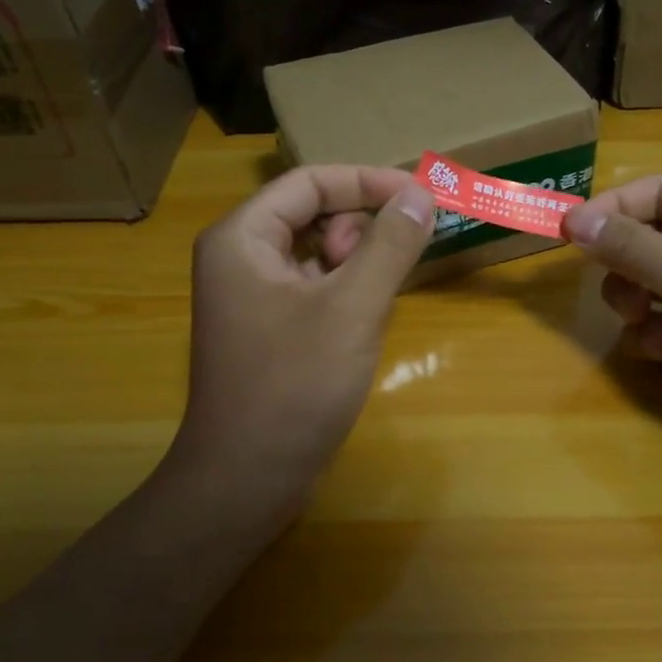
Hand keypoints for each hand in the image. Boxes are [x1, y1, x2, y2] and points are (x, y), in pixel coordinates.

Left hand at [168, 165, 435, 520]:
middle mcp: (239, 258)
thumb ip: (389, 244)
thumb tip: (421, 194)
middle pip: (311, 213)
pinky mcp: (268, 331)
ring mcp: (251, 298)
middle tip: (391, 263)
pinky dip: (346, 292)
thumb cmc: (294, 386)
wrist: (246, 480)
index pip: (310, 182)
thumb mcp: (352, 308)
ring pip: (316, 253)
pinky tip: (364, 322)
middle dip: (360, 226)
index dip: (369, 182)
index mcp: (243, 238)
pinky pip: (314, 288)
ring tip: (376, 300)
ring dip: (357, 262)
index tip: (422, 197)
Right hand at [563, 176, 661, 462]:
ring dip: (633, 300)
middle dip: (625, 264)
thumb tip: (573, 219)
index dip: (613, 208)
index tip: (568, 231)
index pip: (659, 191)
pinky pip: (658, 319)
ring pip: (646, 280)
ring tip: (640, 321)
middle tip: (616, 287)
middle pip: (649, 236)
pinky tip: (659, 352)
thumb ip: (630, 246)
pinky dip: (650, 333)